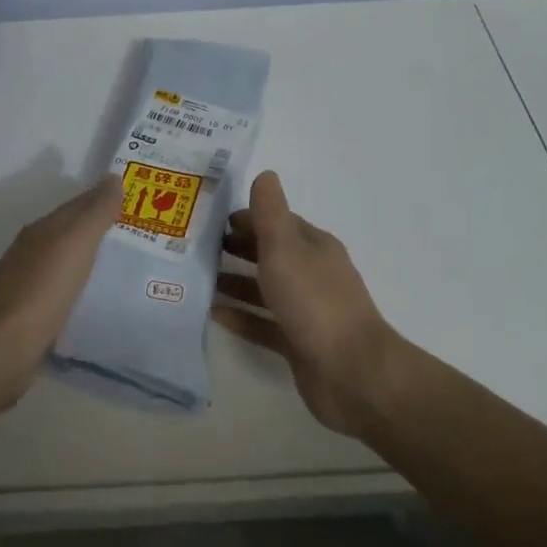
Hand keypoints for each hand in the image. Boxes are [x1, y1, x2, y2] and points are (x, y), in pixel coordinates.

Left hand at [0, 175, 122, 414]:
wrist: (1, 347)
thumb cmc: (41, 289)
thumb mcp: (74, 243)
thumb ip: (95, 213)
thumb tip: (112, 177)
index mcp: (42, 230)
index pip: (79, 205)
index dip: (105, 199)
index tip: (139, 199)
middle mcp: (34, 252)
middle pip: (73, 233)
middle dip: (103, 230)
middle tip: (142, 233)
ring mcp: (31, 285)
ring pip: (69, 263)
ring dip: (93, 260)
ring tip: (130, 265)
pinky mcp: (34, 316)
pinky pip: (66, 292)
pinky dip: (84, 288)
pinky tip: (99, 298)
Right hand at [213, 170, 399, 435]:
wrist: (352, 372)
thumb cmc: (315, 302)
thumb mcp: (286, 249)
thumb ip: (270, 213)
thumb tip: (265, 174)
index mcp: (313, 247)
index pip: (276, 222)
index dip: (246, 218)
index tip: (209, 219)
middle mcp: (311, 274)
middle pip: (269, 254)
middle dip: (236, 249)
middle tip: (194, 248)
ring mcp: (306, 310)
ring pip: (264, 290)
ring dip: (234, 282)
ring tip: (196, 279)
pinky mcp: (297, 342)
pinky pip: (262, 324)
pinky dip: (240, 317)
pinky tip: (212, 315)